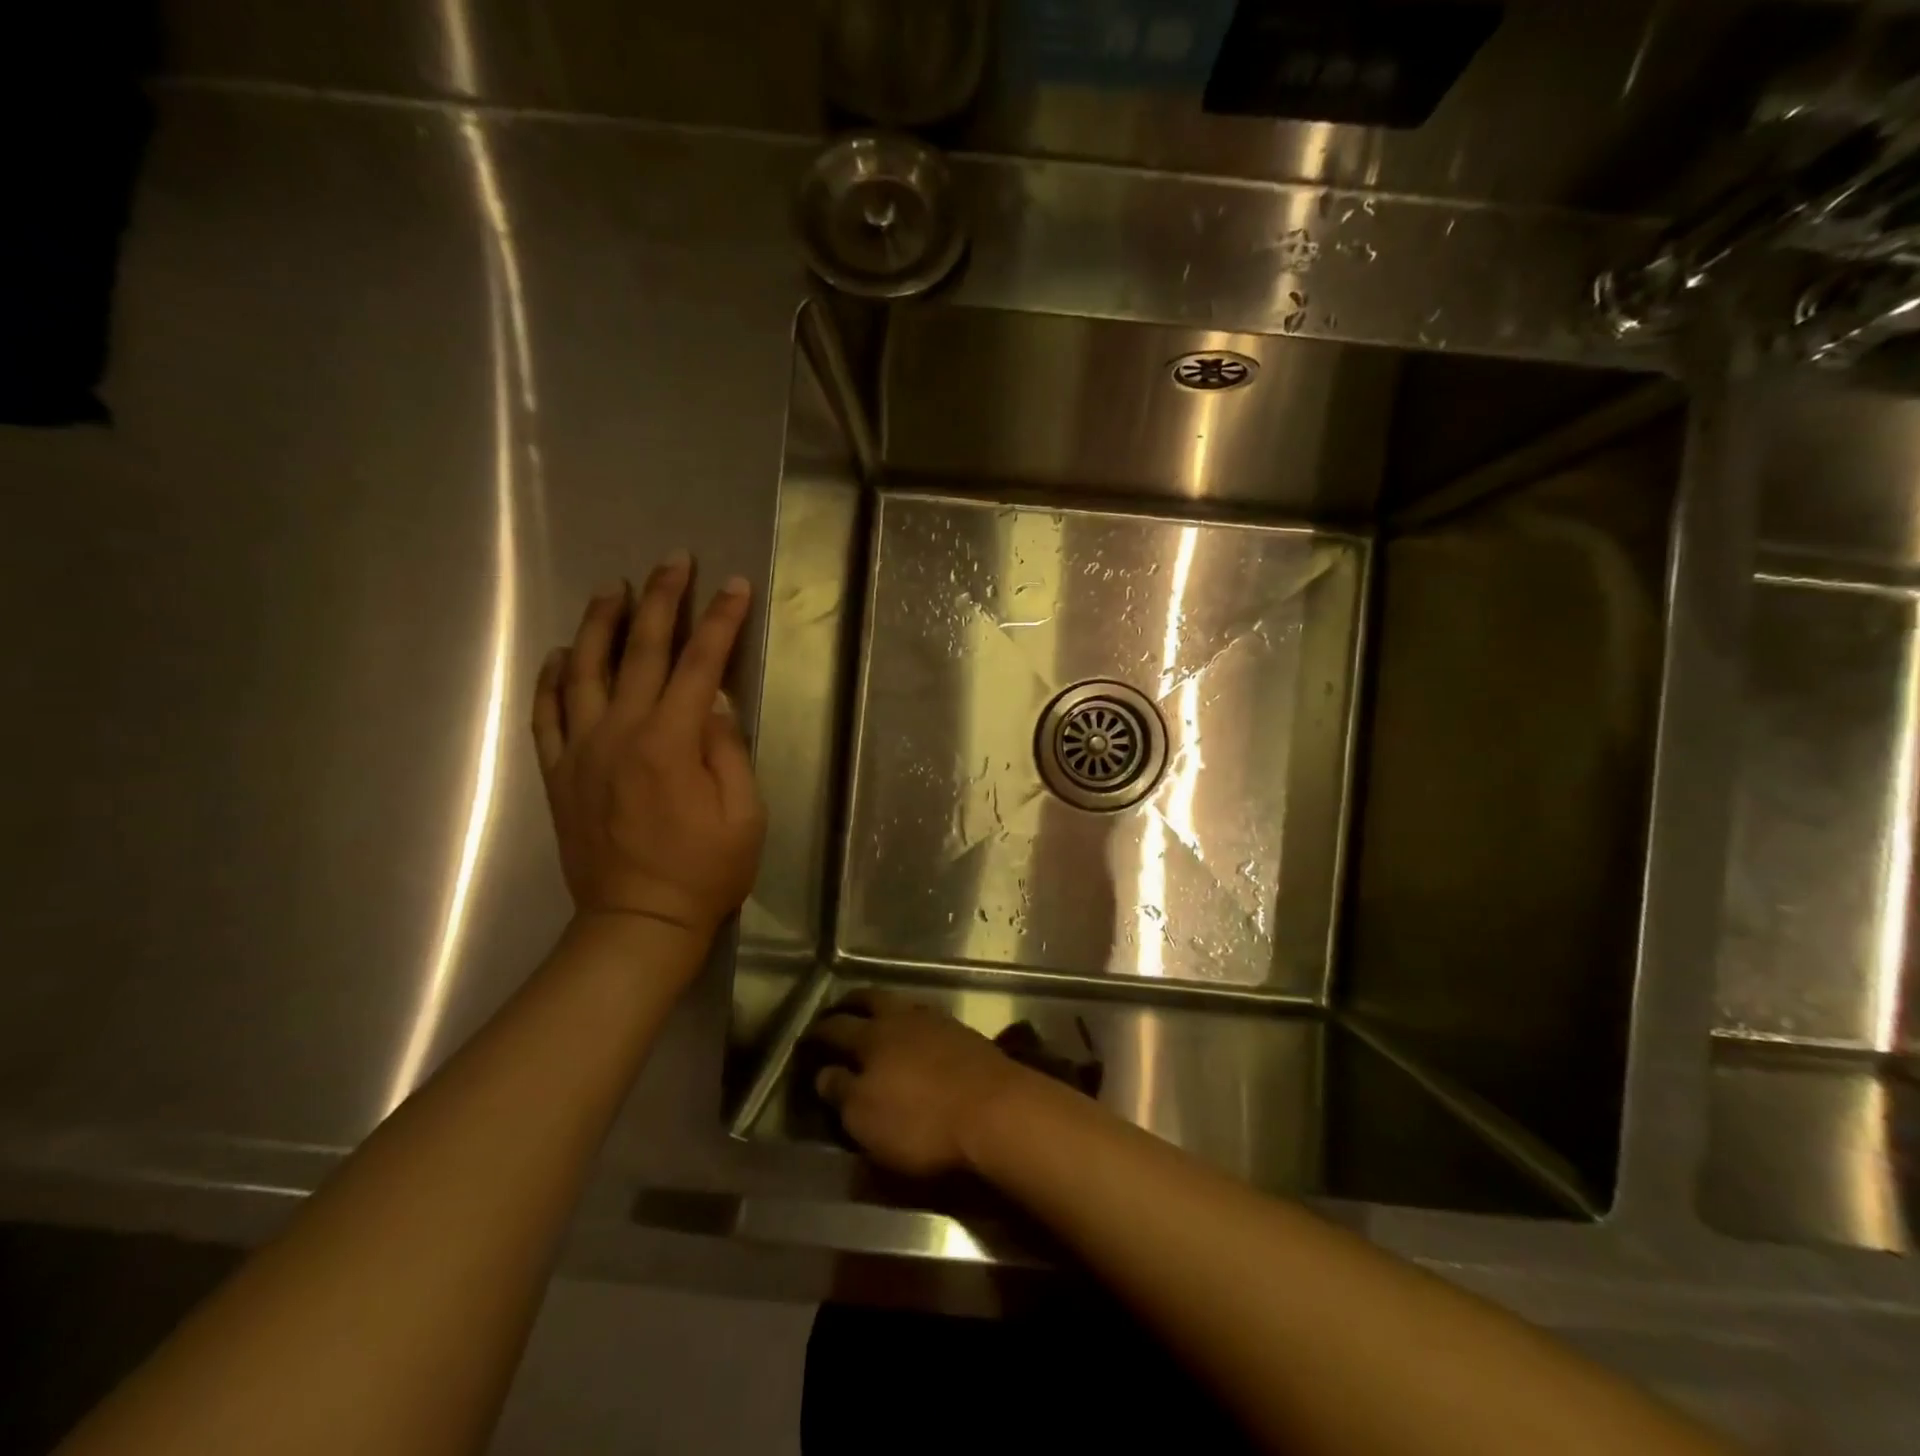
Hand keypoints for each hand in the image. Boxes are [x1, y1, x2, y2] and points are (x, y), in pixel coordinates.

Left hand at [531, 555, 765, 944]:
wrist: (638, 921)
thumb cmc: (705, 871)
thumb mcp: (744, 813)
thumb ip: (728, 750)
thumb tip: (716, 702)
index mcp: (671, 741)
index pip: (701, 664)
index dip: (720, 621)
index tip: (733, 585)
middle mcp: (620, 732)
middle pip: (641, 651)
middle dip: (661, 600)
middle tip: (673, 562)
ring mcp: (581, 750)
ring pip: (583, 670)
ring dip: (599, 623)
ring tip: (612, 588)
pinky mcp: (557, 773)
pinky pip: (545, 715)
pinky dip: (549, 679)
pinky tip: (559, 654)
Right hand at [810, 990, 1039, 1177]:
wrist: (995, 1110)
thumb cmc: (921, 1121)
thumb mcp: (866, 1119)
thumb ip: (841, 1092)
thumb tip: (824, 1073)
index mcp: (871, 1037)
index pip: (836, 1028)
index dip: (818, 1033)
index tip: (806, 1038)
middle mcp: (902, 1018)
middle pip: (871, 1000)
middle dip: (851, 1003)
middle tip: (838, 1010)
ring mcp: (937, 1021)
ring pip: (901, 1005)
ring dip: (884, 1009)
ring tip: (877, 1019)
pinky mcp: (964, 1034)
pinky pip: (927, 1019)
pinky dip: (912, 1022)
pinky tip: (915, 1036)